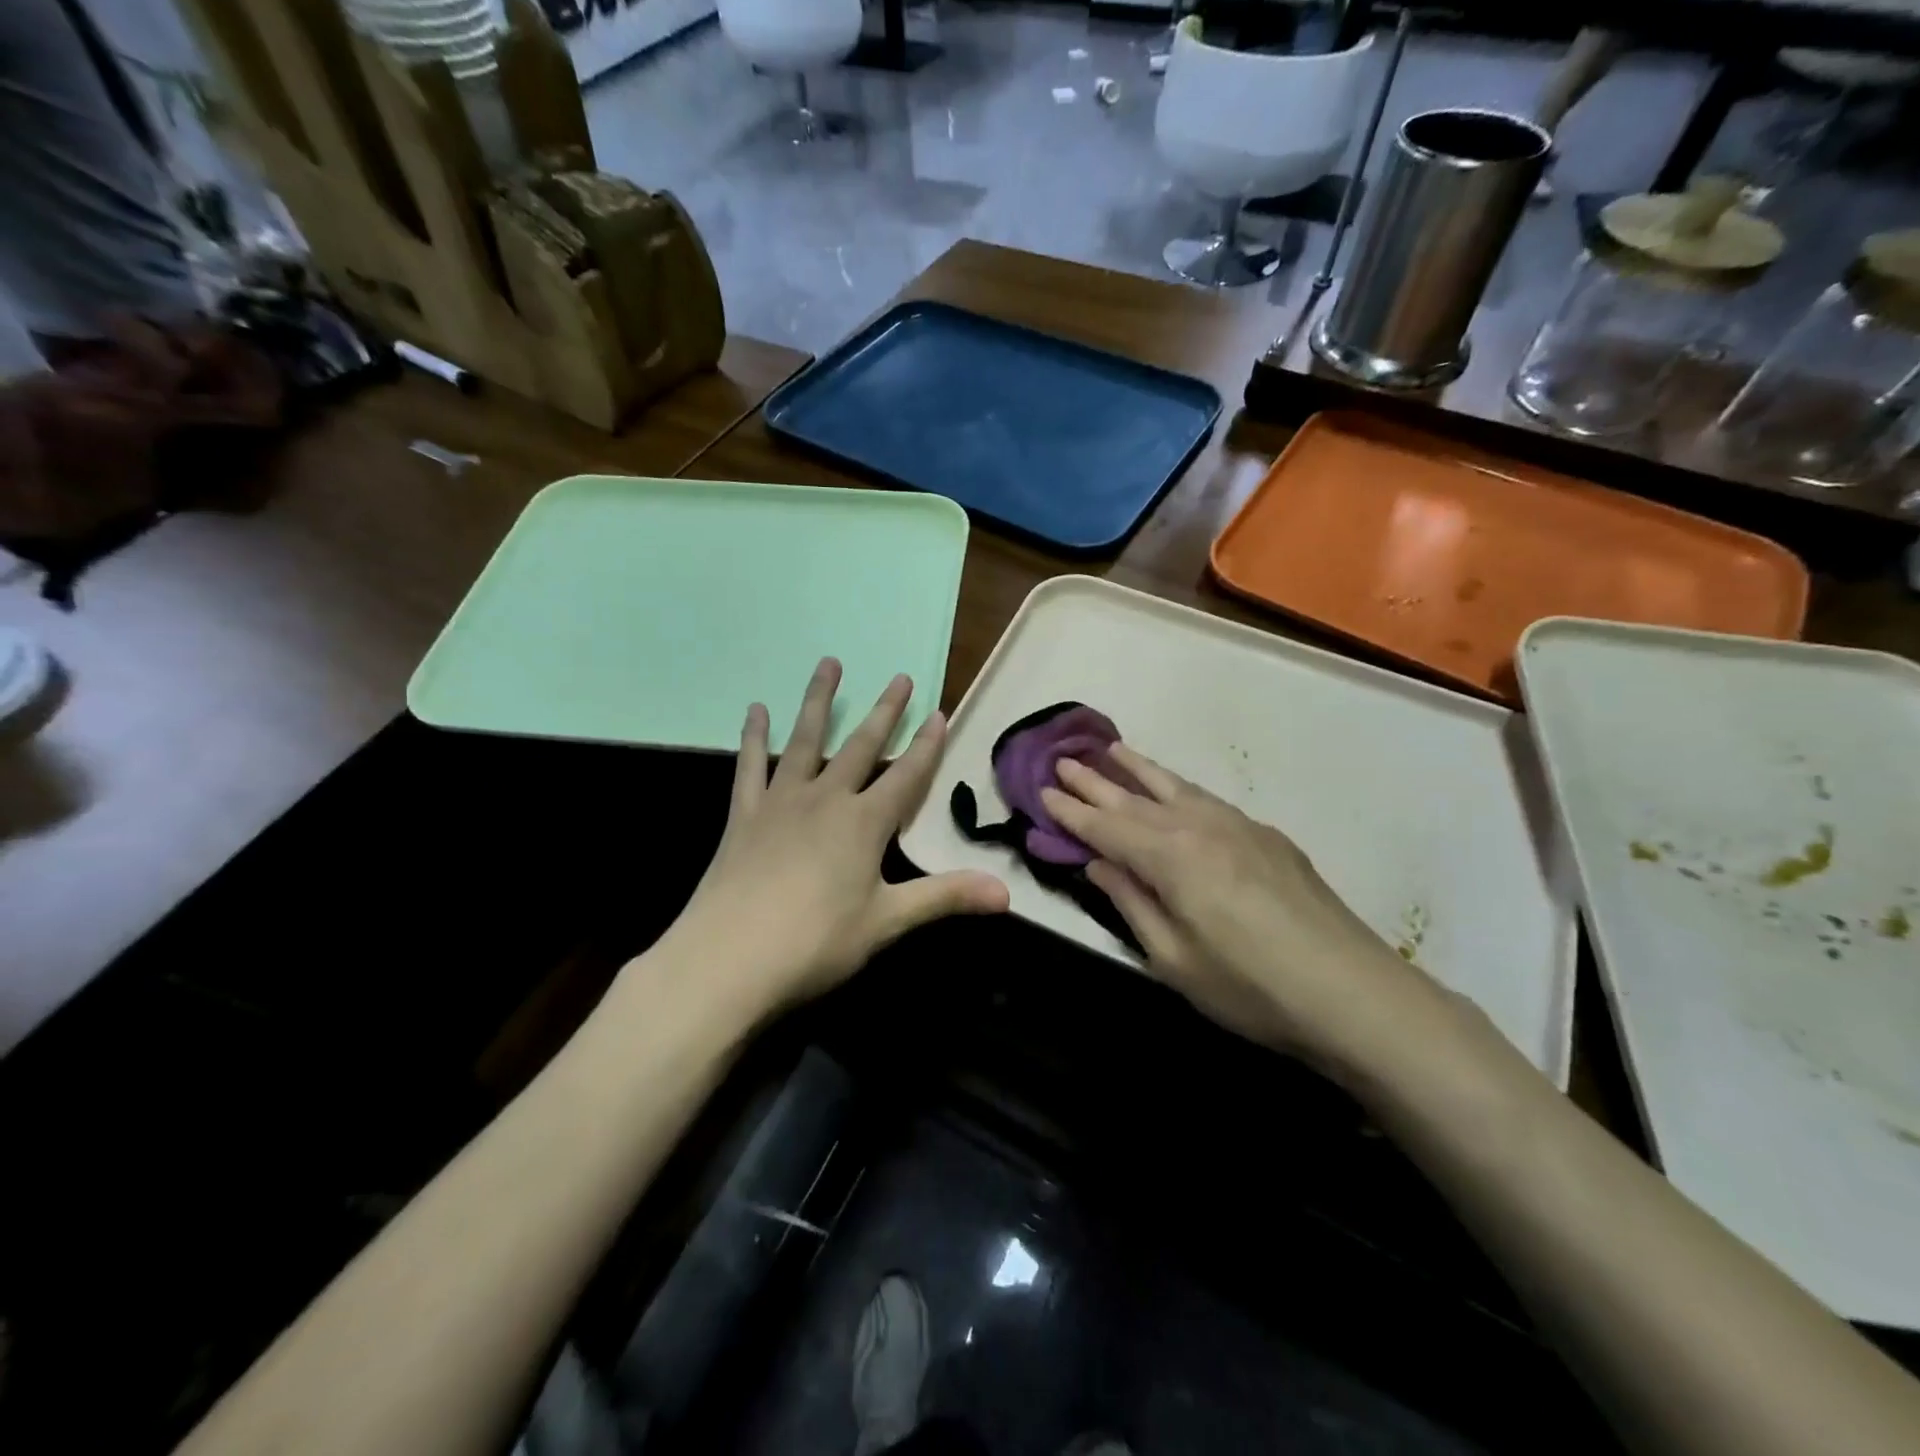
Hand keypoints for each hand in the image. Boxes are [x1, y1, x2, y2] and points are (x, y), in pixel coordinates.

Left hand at [661, 658, 1008, 1018]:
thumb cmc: (815, 942)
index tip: (940, 712)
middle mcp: (826, 799)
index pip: (907, 776)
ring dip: (820, 700)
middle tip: (900, 677)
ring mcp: (781, 802)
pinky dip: (754, 737)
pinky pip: (751, 766)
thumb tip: (1007, 895)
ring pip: (806, 740)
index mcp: (864, 824)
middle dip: (885, 712)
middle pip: (862, 747)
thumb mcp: (886, 922)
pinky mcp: (745, 815)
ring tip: (830, 663)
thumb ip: (945, 898)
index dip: (927, 745)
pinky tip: (755, 710)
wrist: (728, 958)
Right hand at [1040, 746, 1460, 1080]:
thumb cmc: (1250, 987)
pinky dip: (1179, 788)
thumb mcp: (1173, 959)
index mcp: (1171, 858)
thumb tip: (1098, 864)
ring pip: (1176, 788)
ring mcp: (1239, 826)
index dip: (1071, 811)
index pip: (1106, 828)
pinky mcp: (1268, 836)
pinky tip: (1176, 792)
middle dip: (1096, 781)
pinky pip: (1208, 800)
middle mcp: (1200, 827)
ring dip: (1140, 770)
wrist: (1353, 992)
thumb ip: (1131, 903)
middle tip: (1064, 760)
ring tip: (1114, 750)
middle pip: (1135, 799)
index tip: (1043, 791)